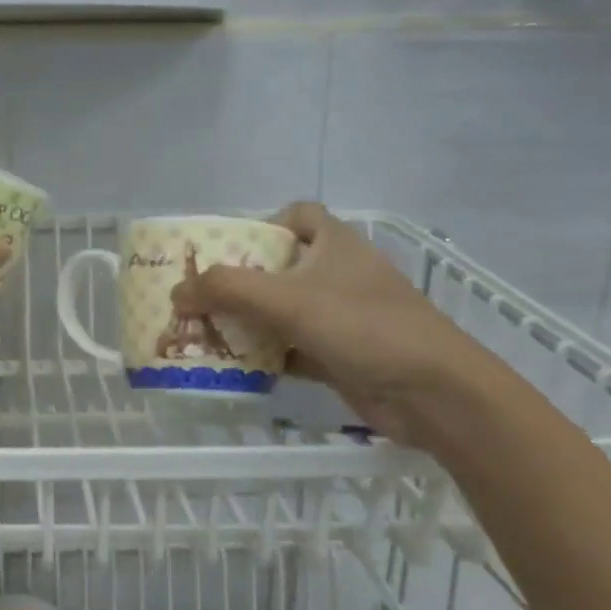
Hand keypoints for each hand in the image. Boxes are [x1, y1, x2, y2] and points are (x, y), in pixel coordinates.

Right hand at [170, 203, 480, 442]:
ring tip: (203, 334)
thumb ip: (225, 290)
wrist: (434, 393)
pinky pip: (292, 349)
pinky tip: (235, 368)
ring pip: (283, 312)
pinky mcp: (341, 355)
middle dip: (239, 282)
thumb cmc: (361, 326)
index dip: (262, 225)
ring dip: (247, 323)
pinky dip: (266, 356)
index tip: (229, 251)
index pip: (297, 216)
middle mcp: (338, 274)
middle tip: (199, 298)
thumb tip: (176, 293)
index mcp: (334, 244)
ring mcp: (341, 317)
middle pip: (280, 268)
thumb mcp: (286, 300)